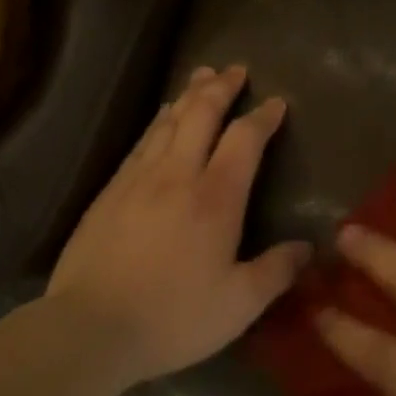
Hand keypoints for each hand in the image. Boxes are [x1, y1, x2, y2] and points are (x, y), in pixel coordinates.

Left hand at [47, 65, 309, 386]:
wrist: (89, 327)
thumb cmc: (172, 317)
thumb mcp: (238, 305)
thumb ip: (276, 271)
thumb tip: (307, 247)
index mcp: (215, 198)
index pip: (244, 140)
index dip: (262, 117)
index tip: (276, 102)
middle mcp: (178, 174)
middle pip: (201, 114)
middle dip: (221, 87)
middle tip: (236, 69)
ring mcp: (139, 178)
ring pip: (168, 121)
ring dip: (189, 94)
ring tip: (201, 76)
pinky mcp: (111, 189)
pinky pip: (142, 140)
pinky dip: (159, 120)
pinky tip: (162, 116)